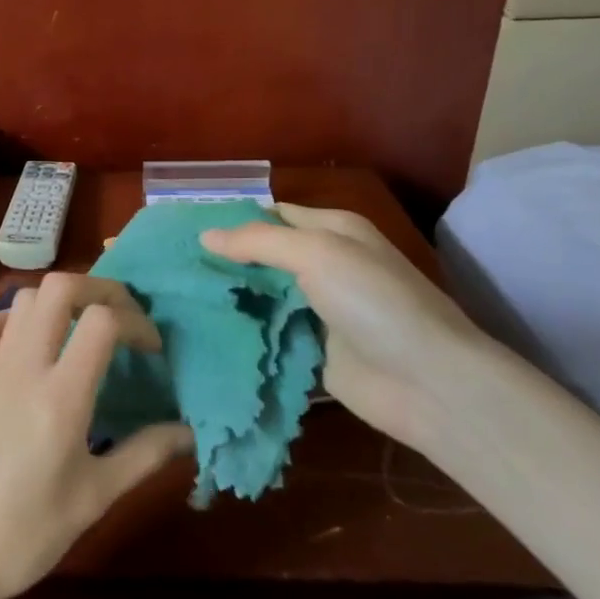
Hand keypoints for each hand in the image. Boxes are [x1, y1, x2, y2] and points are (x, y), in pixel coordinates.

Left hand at [0, 274, 193, 598]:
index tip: (153, 352)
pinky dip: (16, 318)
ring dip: (60, 299)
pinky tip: (34, 344)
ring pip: (25, 298)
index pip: (102, 321)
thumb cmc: (28, 534)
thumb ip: (145, 455)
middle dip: (100, 289)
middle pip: (59, 287)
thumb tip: (189, 431)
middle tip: (124, 318)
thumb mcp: (95, 497)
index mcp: (61, 396)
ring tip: (85, 329)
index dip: (137, 322)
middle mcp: (25, 367)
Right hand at [200, 204, 498, 450]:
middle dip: (223, 260)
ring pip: (262, 296)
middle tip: (171, 265)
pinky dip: (241, 332)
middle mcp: (324, 266)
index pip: (271, 215)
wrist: (428, 383)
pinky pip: (268, 334)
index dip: (232, 219)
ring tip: (174, 296)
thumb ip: (259, 241)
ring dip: (228, 297)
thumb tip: (205, 235)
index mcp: (332, 231)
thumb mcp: (318, 253)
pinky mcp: (311, 350)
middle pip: (263, 256)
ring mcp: (317, 310)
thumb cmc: (375, 302)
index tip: (183, 229)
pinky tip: (200, 331)